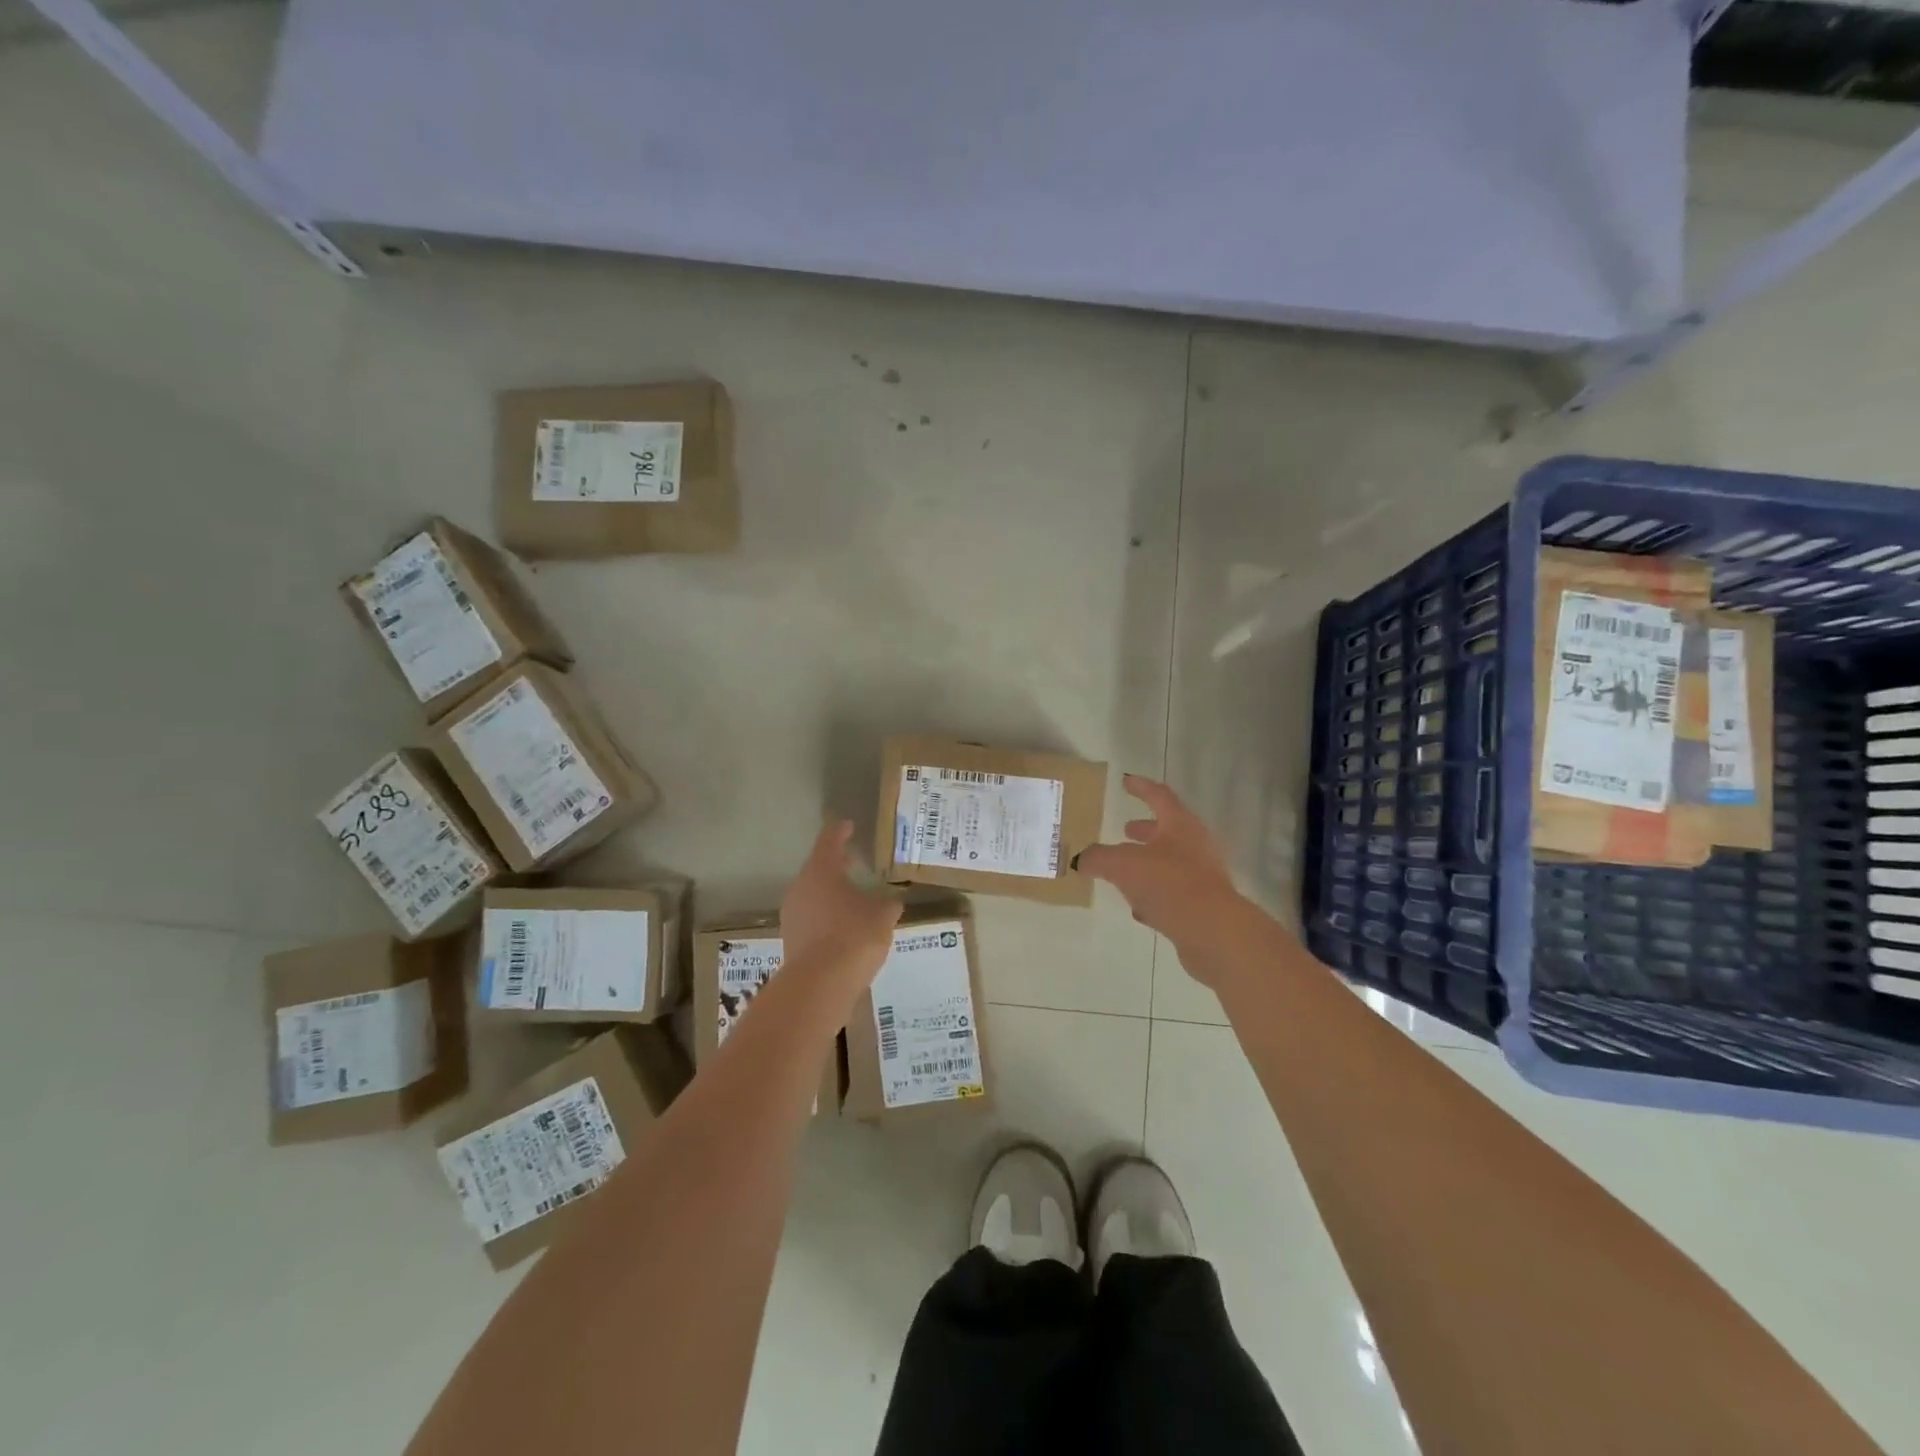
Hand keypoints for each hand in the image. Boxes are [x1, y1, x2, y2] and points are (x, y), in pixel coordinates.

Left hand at [780, 820, 903, 986]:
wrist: (820, 984)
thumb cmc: (855, 935)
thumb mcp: (883, 915)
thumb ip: (888, 903)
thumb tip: (892, 900)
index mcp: (822, 870)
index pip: (829, 841)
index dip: (841, 832)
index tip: (849, 826)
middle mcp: (801, 887)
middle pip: (818, 868)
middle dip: (837, 865)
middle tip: (855, 863)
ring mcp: (792, 914)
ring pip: (813, 895)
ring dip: (831, 894)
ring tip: (853, 899)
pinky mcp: (791, 939)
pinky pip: (811, 919)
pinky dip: (827, 917)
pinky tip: (844, 928)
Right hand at [1075, 775, 1250, 980]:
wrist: (1213, 931)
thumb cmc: (1168, 883)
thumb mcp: (1122, 865)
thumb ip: (1098, 858)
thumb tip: (1082, 859)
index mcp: (1179, 825)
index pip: (1159, 796)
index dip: (1140, 787)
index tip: (1125, 782)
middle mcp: (1195, 845)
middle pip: (1168, 830)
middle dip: (1144, 830)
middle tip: (1125, 830)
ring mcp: (1202, 876)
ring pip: (1170, 863)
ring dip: (1147, 863)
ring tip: (1124, 871)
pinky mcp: (1202, 905)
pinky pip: (1173, 893)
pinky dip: (1154, 894)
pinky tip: (1138, 907)